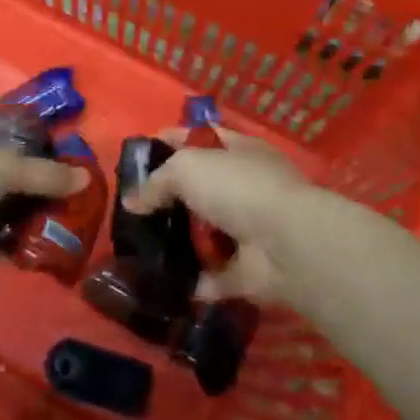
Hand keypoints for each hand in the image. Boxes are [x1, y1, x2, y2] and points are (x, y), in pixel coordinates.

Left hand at [0, 115, 87, 280]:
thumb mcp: (2, 166)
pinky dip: (3, 251)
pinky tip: (34, 256)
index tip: (56, 150)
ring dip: (19, 221)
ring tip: (58, 228)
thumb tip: (85, 179)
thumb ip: (44, 174)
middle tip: (66, 197)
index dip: (23, 136)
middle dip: (29, 186)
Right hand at [124, 128, 316, 302]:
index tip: (139, 154)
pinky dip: (194, 281)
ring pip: (206, 232)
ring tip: (139, 248)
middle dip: (170, 197)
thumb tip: (132, 201)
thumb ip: (156, 182)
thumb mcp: (186, 168)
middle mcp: (247, 187)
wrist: (286, 245)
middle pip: (201, 188)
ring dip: (179, 242)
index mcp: (239, 151)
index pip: (201, 137)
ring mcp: (250, 230)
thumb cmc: (237, 188)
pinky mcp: (248, 270)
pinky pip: (214, 275)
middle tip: (134, 209)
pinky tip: (162, 282)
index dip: (171, 140)